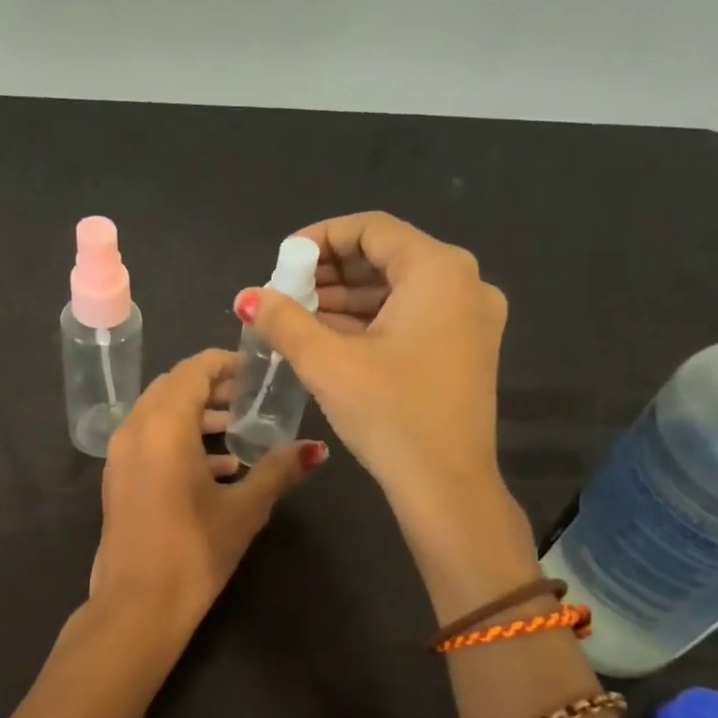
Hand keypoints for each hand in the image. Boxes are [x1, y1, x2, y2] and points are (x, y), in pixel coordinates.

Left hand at [90, 349, 327, 626]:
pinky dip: (178, 439)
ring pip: (158, 413)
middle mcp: (135, 429)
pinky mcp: (117, 478)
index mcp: (164, 426)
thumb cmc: (194, 552)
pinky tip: (217, 467)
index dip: (225, 363)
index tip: (256, 370)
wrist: (138, 606)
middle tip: (249, 396)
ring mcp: (120, 455)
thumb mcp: (245, 509)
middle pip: (172, 386)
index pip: (193, 370)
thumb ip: (279, 470)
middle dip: (211, 386)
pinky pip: (148, 439)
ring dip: (195, 414)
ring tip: (237, 430)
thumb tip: (316, 449)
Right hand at [233, 214, 533, 613]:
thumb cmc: (391, 416)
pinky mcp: (466, 349)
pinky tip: (330, 339)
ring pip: (398, 290)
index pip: (371, 229)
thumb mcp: (328, 363)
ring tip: (298, 317)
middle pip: (386, 257)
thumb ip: (284, 321)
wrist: (447, 488)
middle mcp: (465, 283)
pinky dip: (371, 322)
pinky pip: (412, 317)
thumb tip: (247, 297)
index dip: (319, 238)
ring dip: (347, 300)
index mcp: (439, 271)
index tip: (281, 262)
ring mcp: (471, 319)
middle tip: (285, 293)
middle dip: (330, 272)